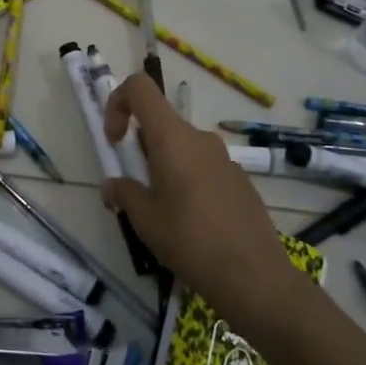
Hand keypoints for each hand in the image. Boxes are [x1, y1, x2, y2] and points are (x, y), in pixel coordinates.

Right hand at [101, 75, 300, 328]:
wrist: (253, 276)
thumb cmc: (190, 240)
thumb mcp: (145, 219)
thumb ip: (123, 193)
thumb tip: (112, 185)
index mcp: (172, 138)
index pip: (141, 88)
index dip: (118, 103)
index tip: (115, 141)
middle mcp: (200, 138)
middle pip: (161, 124)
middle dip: (141, 149)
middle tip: (136, 191)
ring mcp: (224, 158)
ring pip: (183, 148)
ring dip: (164, 168)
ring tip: (163, 213)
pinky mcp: (239, 180)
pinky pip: (203, 167)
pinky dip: (188, 182)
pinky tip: (192, 224)